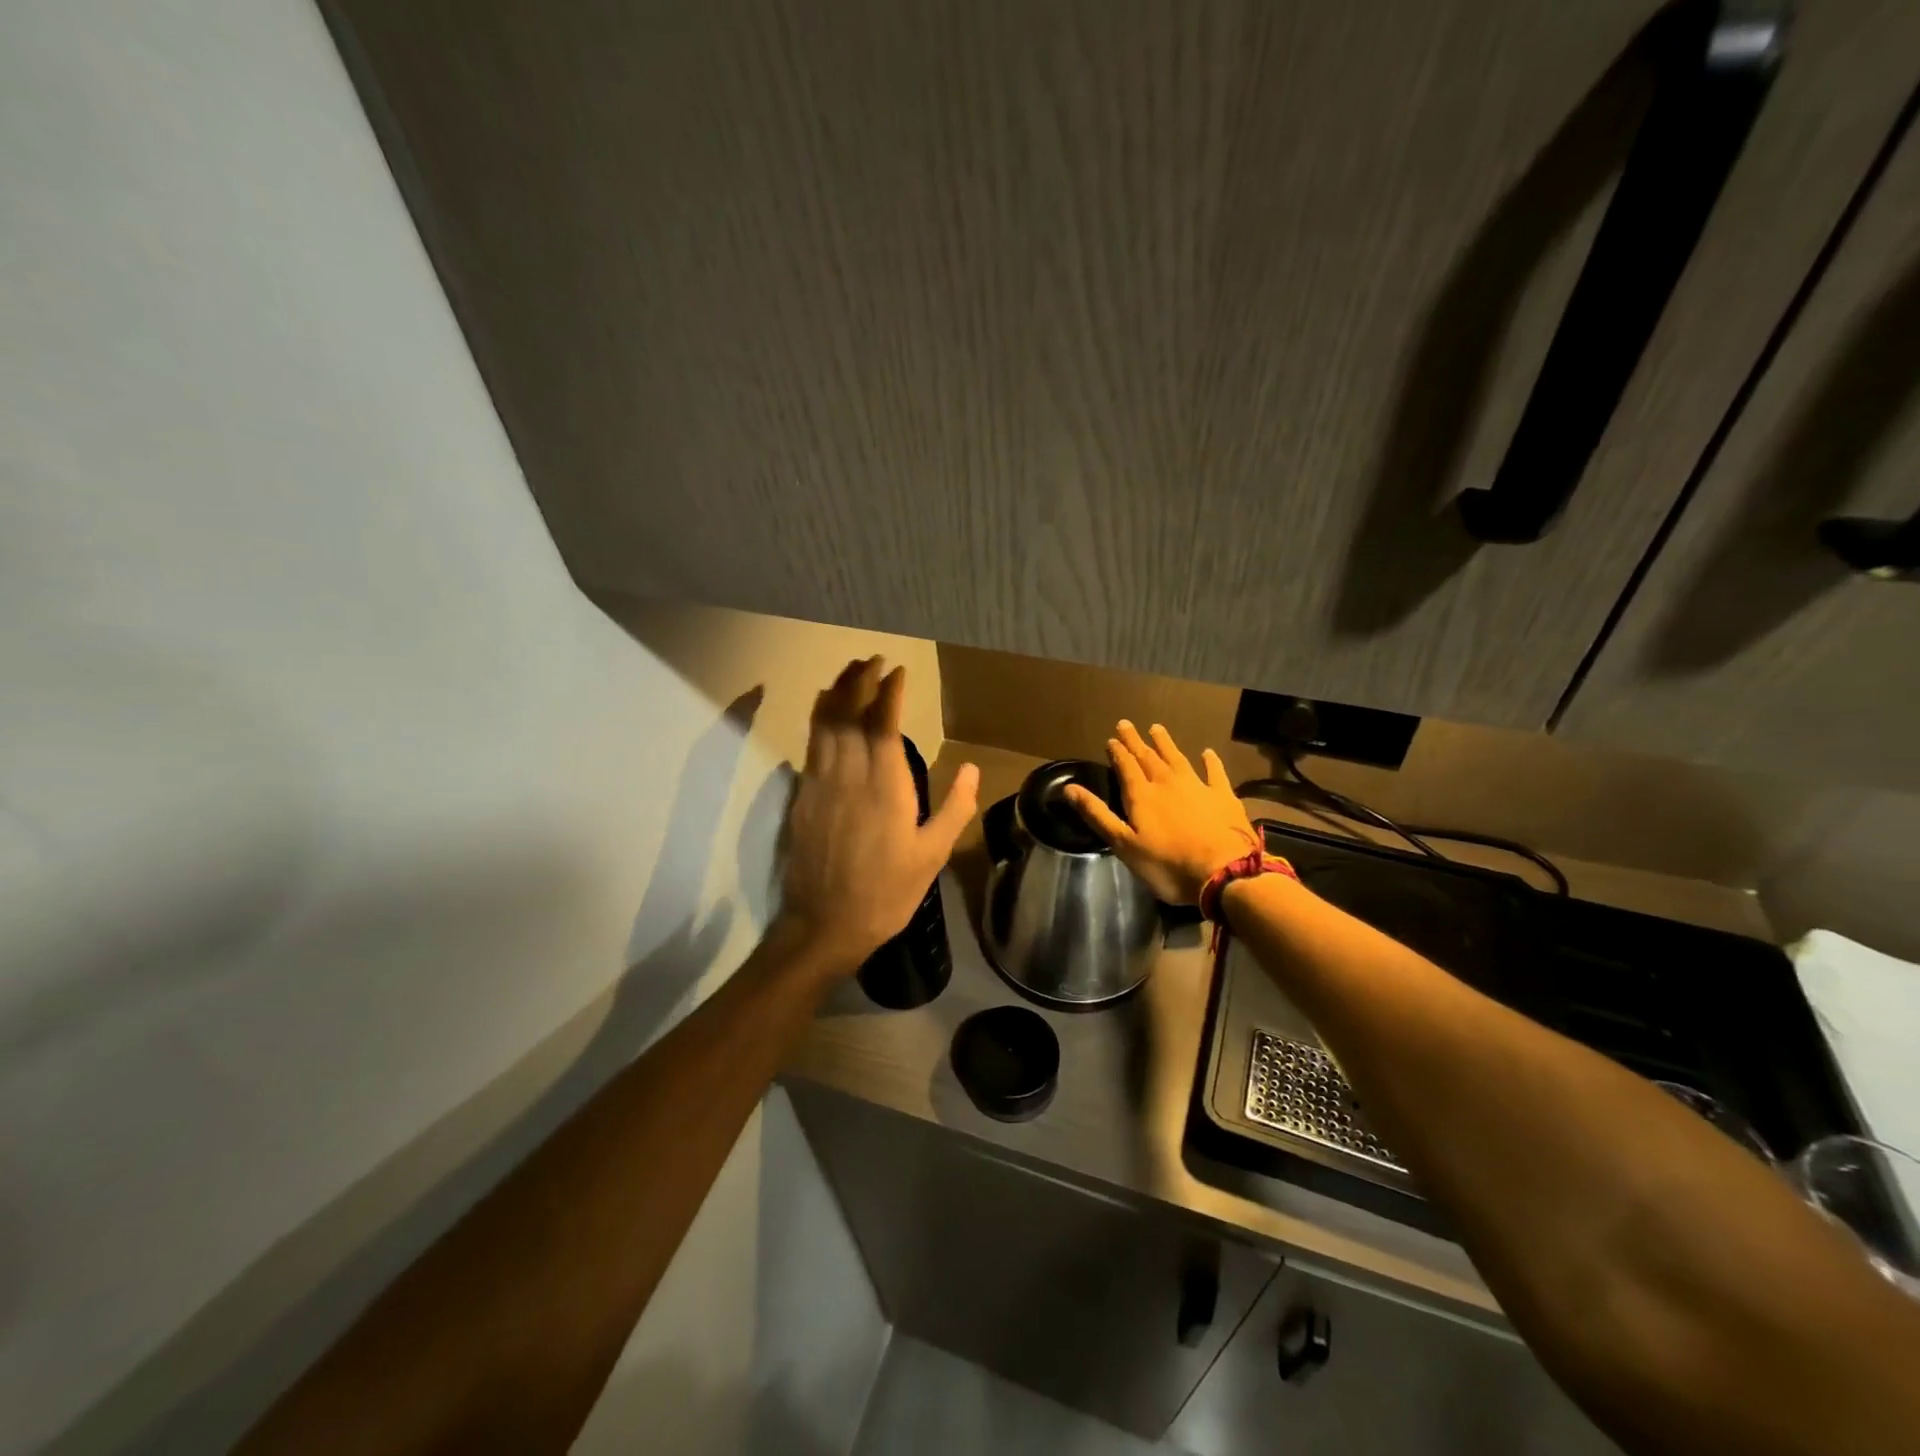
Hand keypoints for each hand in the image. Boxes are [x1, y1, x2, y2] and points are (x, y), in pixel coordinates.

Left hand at [778, 657, 979, 968]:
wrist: (825, 924)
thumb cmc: (887, 892)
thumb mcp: (932, 856)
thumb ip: (954, 808)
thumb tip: (973, 769)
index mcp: (885, 786)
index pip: (882, 723)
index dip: (888, 692)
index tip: (897, 672)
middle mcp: (848, 775)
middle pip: (848, 714)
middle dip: (859, 681)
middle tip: (871, 659)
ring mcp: (820, 784)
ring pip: (823, 724)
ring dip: (836, 693)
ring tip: (848, 672)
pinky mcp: (802, 797)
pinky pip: (810, 745)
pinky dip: (818, 719)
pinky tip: (825, 712)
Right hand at [1064, 721, 1256, 904]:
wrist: (1223, 872)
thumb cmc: (1167, 864)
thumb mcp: (1123, 844)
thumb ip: (1097, 814)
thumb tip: (1069, 788)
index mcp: (1141, 795)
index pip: (1126, 767)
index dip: (1117, 752)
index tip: (1111, 739)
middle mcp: (1167, 783)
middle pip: (1148, 757)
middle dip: (1135, 741)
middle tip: (1126, 724)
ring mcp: (1197, 786)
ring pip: (1177, 758)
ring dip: (1165, 744)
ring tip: (1157, 728)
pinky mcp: (1223, 796)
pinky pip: (1214, 772)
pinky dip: (1210, 761)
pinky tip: (1207, 753)